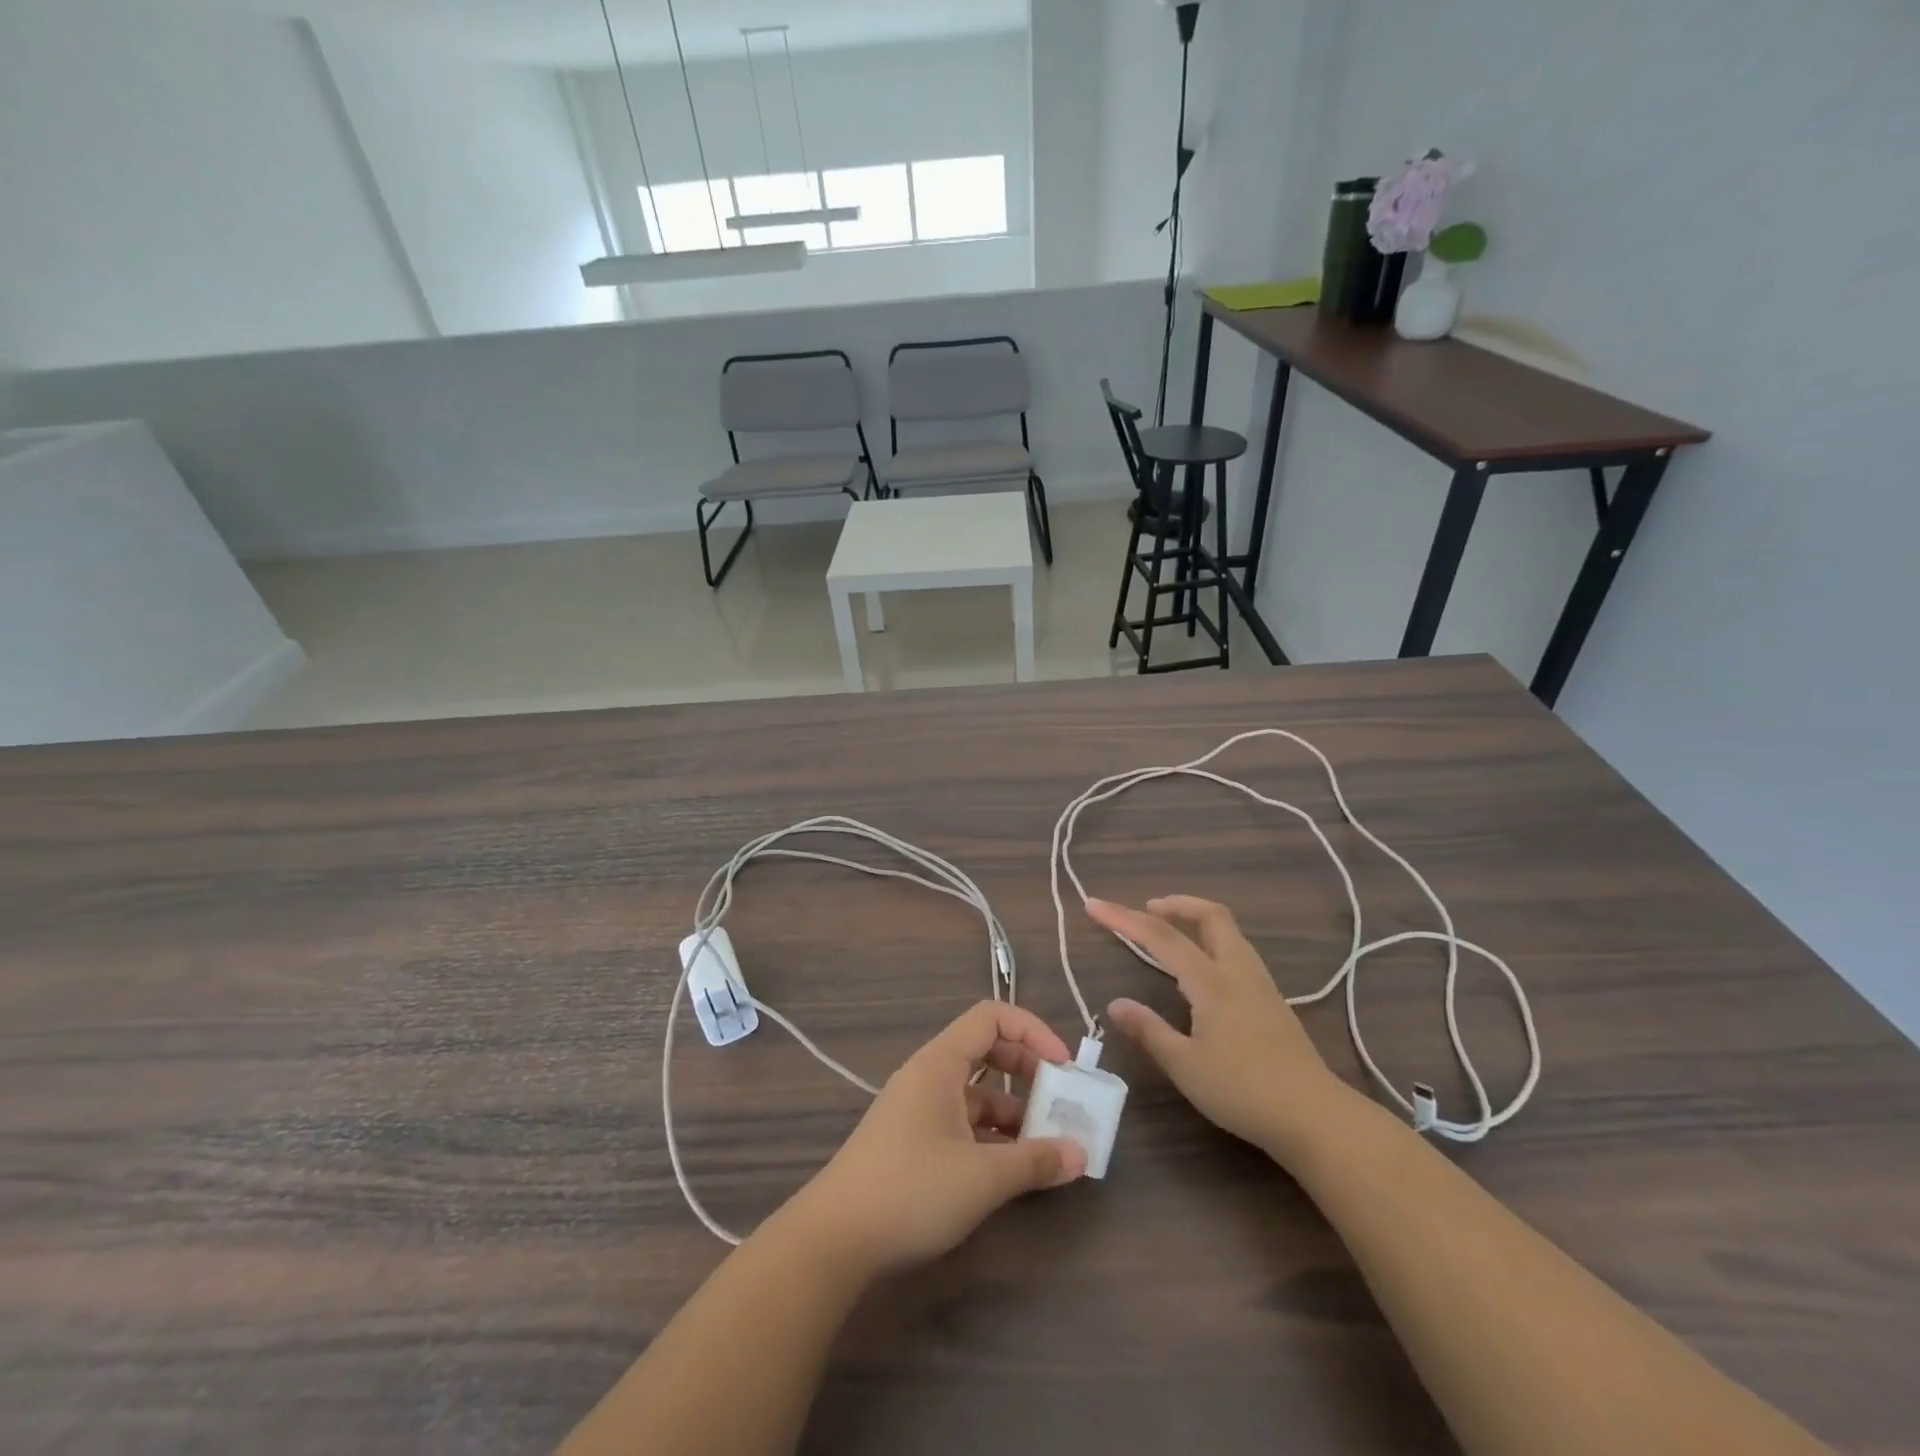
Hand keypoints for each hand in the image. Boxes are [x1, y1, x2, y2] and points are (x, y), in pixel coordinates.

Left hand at [786, 1002, 1087, 1276]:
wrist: (834, 1240)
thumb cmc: (910, 1189)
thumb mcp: (982, 1177)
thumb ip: (1034, 1162)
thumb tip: (1080, 1155)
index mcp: (939, 1063)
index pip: (991, 1017)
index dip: (1031, 1030)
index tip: (1062, 1065)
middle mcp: (928, 1076)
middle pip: (986, 1050)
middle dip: (1027, 1069)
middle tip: (1060, 1099)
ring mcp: (918, 1110)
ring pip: (976, 1093)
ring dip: (1013, 1111)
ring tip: (1047, 1145)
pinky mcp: (913, 1142)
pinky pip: (963, 1122)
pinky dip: (992, 1136)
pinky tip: (1013, 1169)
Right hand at [1088, 896, 1352, 1161]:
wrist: (1315, 1117)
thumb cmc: (1244, 1090)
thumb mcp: (1186, 1066)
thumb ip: (1149, 1031)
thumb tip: (1116, 1004)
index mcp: (1211, 981)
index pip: (1161, 936)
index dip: (1124, 918)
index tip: (1094, 905)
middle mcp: (1237, 970)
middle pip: (1210, 915)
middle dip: (1175, 904)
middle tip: (1146, 909)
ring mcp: (1260, 984)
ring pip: (1228, 931)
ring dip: (1197, 920)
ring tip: (1171, 932)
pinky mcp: (1273, 1001)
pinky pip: (1237, 952)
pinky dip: (1212, 942)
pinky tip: (1203, 971)